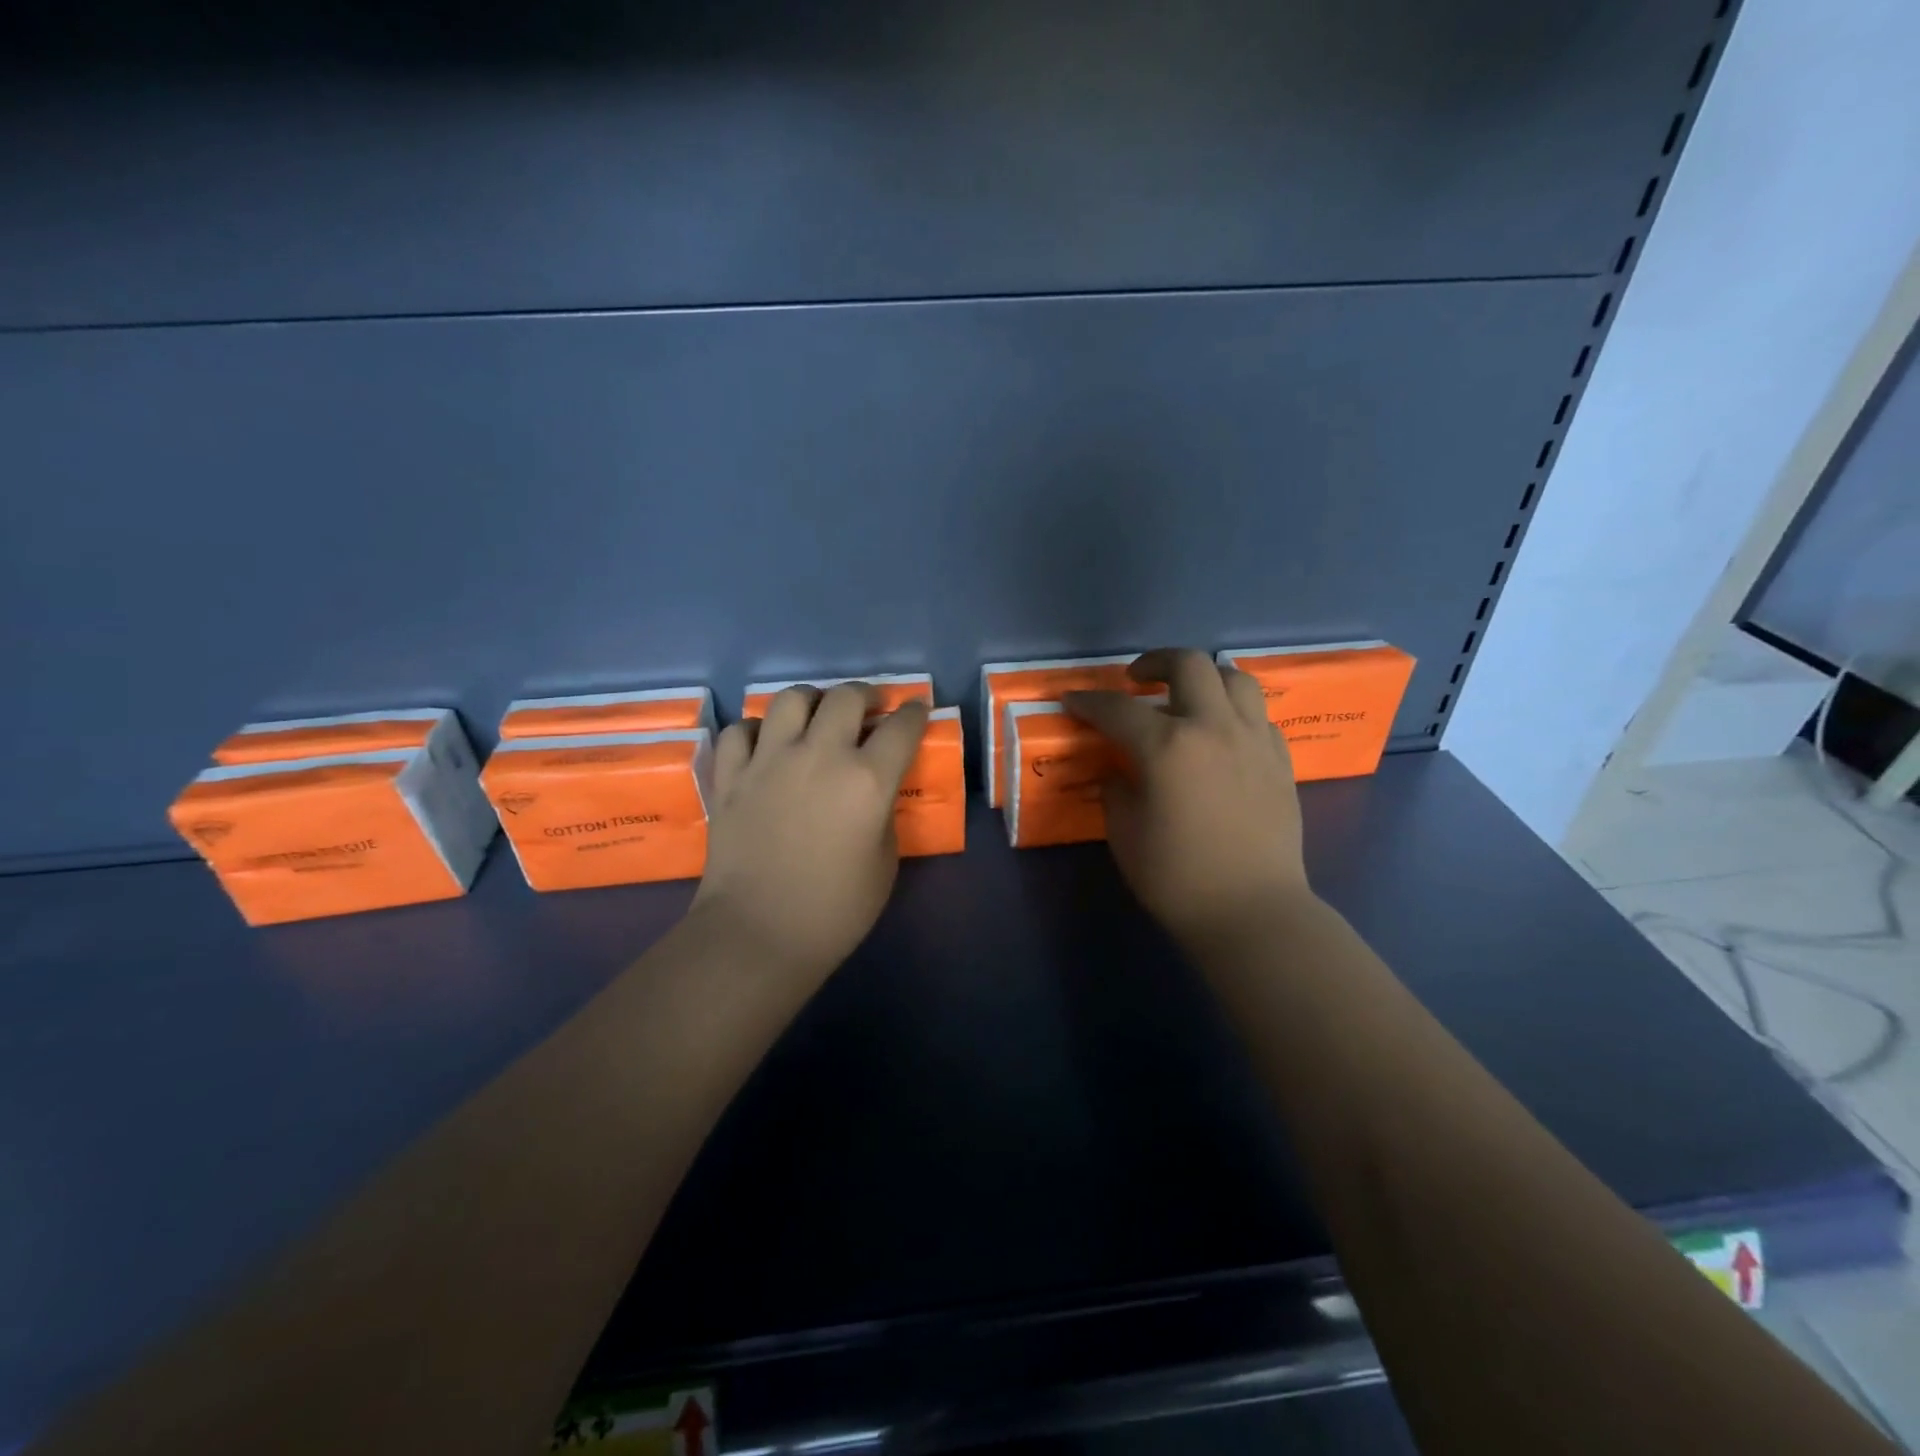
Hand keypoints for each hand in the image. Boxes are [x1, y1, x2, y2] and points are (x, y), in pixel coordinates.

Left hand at [691, 684, 928, 978]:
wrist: (758, 934)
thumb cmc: (834, 910)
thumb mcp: (884, 862)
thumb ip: (883, 813)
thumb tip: (873, 792)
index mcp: (867, 779)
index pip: (901, 727)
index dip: (914, 713)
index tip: (916, 709)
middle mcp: (819, 756)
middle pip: (846, 698)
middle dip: (867, 695)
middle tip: (871, 707)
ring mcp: (769, 761)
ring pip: (791, 699)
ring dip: (812, 700)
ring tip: (817, 714)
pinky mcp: (732, 776)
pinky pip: (741, 731)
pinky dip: (757, 730)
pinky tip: (765, 743)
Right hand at [1065, 648, 1312, 948]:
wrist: (1252, 911)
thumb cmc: (1177, 878)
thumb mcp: (1125, 834)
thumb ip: (1116, 789)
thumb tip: (1119, 770)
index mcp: (1167, 747)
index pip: (1117, 708)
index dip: (1088, 701)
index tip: (1071, 699)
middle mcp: (1213, 728)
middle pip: (1187, 664)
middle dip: (1154, 662)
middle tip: (1136, 680)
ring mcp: (1253, 739)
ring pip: (1234, 678)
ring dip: (1203, 677)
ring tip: (1186, 696)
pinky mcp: (1279, 759)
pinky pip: (1257, 715)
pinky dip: (1233, 712)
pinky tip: (1220, 735)